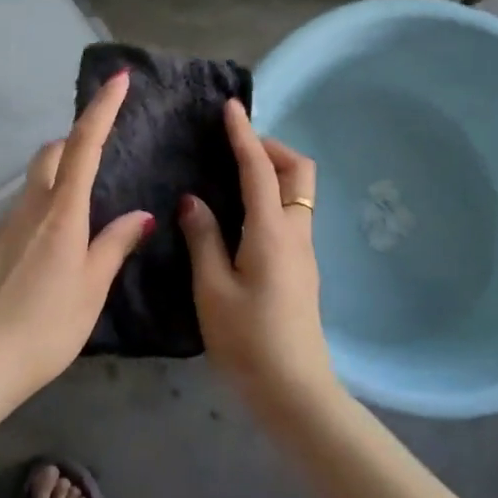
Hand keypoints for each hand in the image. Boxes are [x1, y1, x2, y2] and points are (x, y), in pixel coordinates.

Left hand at [0, 70, 153, 395]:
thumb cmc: (47, 326)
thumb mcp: (91, 288)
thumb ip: (114, 246)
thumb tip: (141, 215)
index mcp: (61, 214)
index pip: (83, 147)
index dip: (101, 110)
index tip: (116, 79)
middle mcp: (28, 209)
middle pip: (48, 156)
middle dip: (72, 144)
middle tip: (95, 161)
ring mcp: (0, 227)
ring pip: (31, 189)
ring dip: (54, 187)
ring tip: (75, 227)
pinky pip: (15, 221)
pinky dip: (35, 223)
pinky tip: (40, 265)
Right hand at [179, 101, 333, 403]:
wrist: (293, 389)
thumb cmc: (246, 340)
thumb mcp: (212, 289)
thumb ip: (203, 238)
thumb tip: (194, 200)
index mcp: (271, 232)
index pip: (259, 170)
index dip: (243, 136)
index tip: (230, 108)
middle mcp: (295, 233)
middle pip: (299, 172)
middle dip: (272, 148)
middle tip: (236, 147)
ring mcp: (303, 252)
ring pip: (299, 193)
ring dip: (273, 172)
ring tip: (233, 174)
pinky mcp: (301, 269)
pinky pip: (291, 214)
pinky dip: (272, 196)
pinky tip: (241, 213)